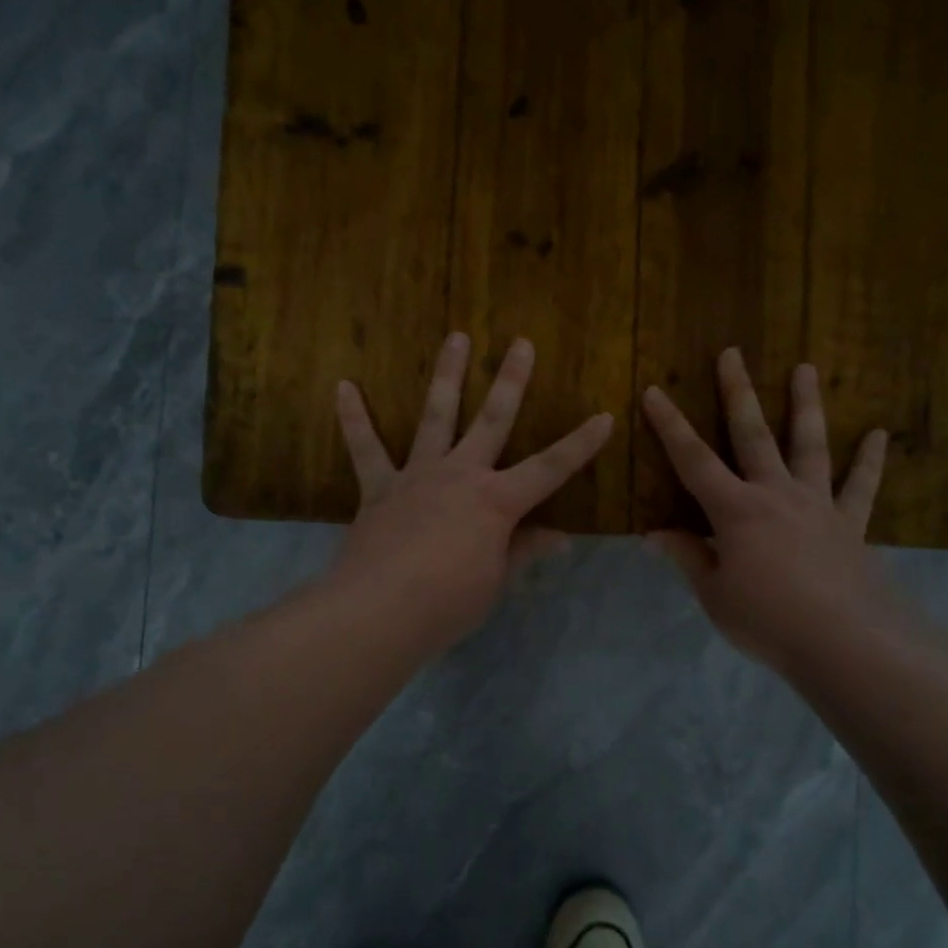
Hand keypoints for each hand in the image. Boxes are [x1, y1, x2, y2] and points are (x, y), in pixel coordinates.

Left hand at [330, 332, 614, 649]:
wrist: (380, 610)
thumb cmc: (448, 602)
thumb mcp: (495, 581)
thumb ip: (522, 550)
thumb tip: (561, 538)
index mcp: (496, 501)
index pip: (550, 469)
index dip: (580, 444)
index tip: (604, 416)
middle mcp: (460, 475)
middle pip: (492, 420)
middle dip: (511, 381)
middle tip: (521, 343)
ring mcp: (418, 475)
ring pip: (436, 415)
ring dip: (447, 375)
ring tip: (456, 337)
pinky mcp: (379, 488)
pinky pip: (365, 448)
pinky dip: (353, 418)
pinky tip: (343, 387)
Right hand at [642, 349, 914, 672]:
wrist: (845, 642)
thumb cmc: (768, 620)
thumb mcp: (714, 594)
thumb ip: (688, 557)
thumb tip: (652, 535)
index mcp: (735, 511)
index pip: (693, 460)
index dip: (670, 426)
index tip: (654, 391)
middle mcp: (775, 494)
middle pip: (752, 434)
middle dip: (737, 392)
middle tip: (731, 354)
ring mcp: (817, 504)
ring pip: (809, 444)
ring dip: (805, 405)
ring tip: (804, 369)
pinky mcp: (849, 523)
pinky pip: (860, 486)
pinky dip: (869, 460)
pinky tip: (879, 434)